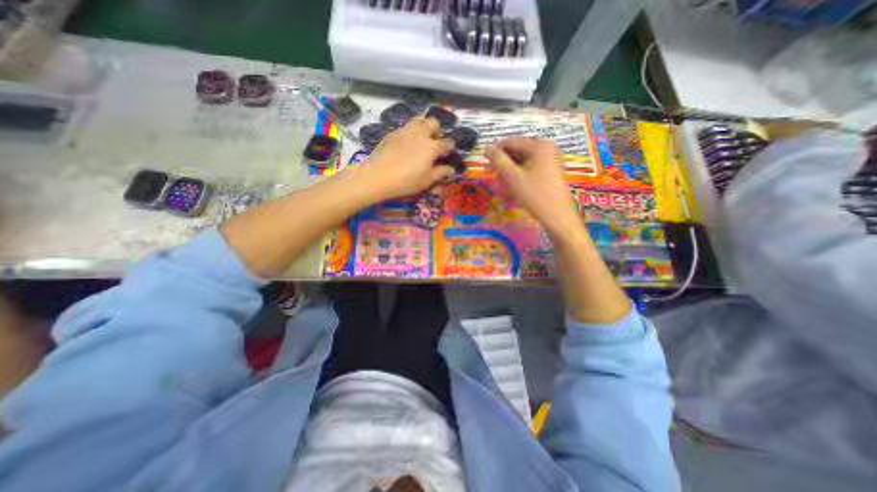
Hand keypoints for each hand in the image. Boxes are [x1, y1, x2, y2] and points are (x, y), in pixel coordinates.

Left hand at [364, 116, 458, 200]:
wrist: (378, 176)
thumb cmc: (406, 181)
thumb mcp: (426, 180)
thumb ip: (440, 173)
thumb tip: (452, 169)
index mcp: (432, 146)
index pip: (447, 142)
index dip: (450, 148)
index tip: (447, 154)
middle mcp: (421, 134)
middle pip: (433, 122)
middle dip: (437, 130)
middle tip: (433, 142)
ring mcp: (405, 131)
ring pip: (418, 119)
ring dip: (423, 126)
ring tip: (420, 139)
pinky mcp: (392, 133)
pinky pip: (405, 127)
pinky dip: (410, 132)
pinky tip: (405, 144)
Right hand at [486, 138, 579, 238]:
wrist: (558, 216)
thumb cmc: (535, 195)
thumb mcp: (512, 177)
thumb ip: (498, 160)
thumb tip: (487, 148)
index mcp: (539, 145)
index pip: (510, 142)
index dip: (495, 152)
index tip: (484, 164)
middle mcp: (547, 148)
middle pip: (517, 151)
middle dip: (503, 164)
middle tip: (492, 176)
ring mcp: (551, 160)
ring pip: (523, 161)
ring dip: (510, 171)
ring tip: (502, 185)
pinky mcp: (551, 171)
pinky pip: (530, 168)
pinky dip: (519, 175)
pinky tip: (513, 187)